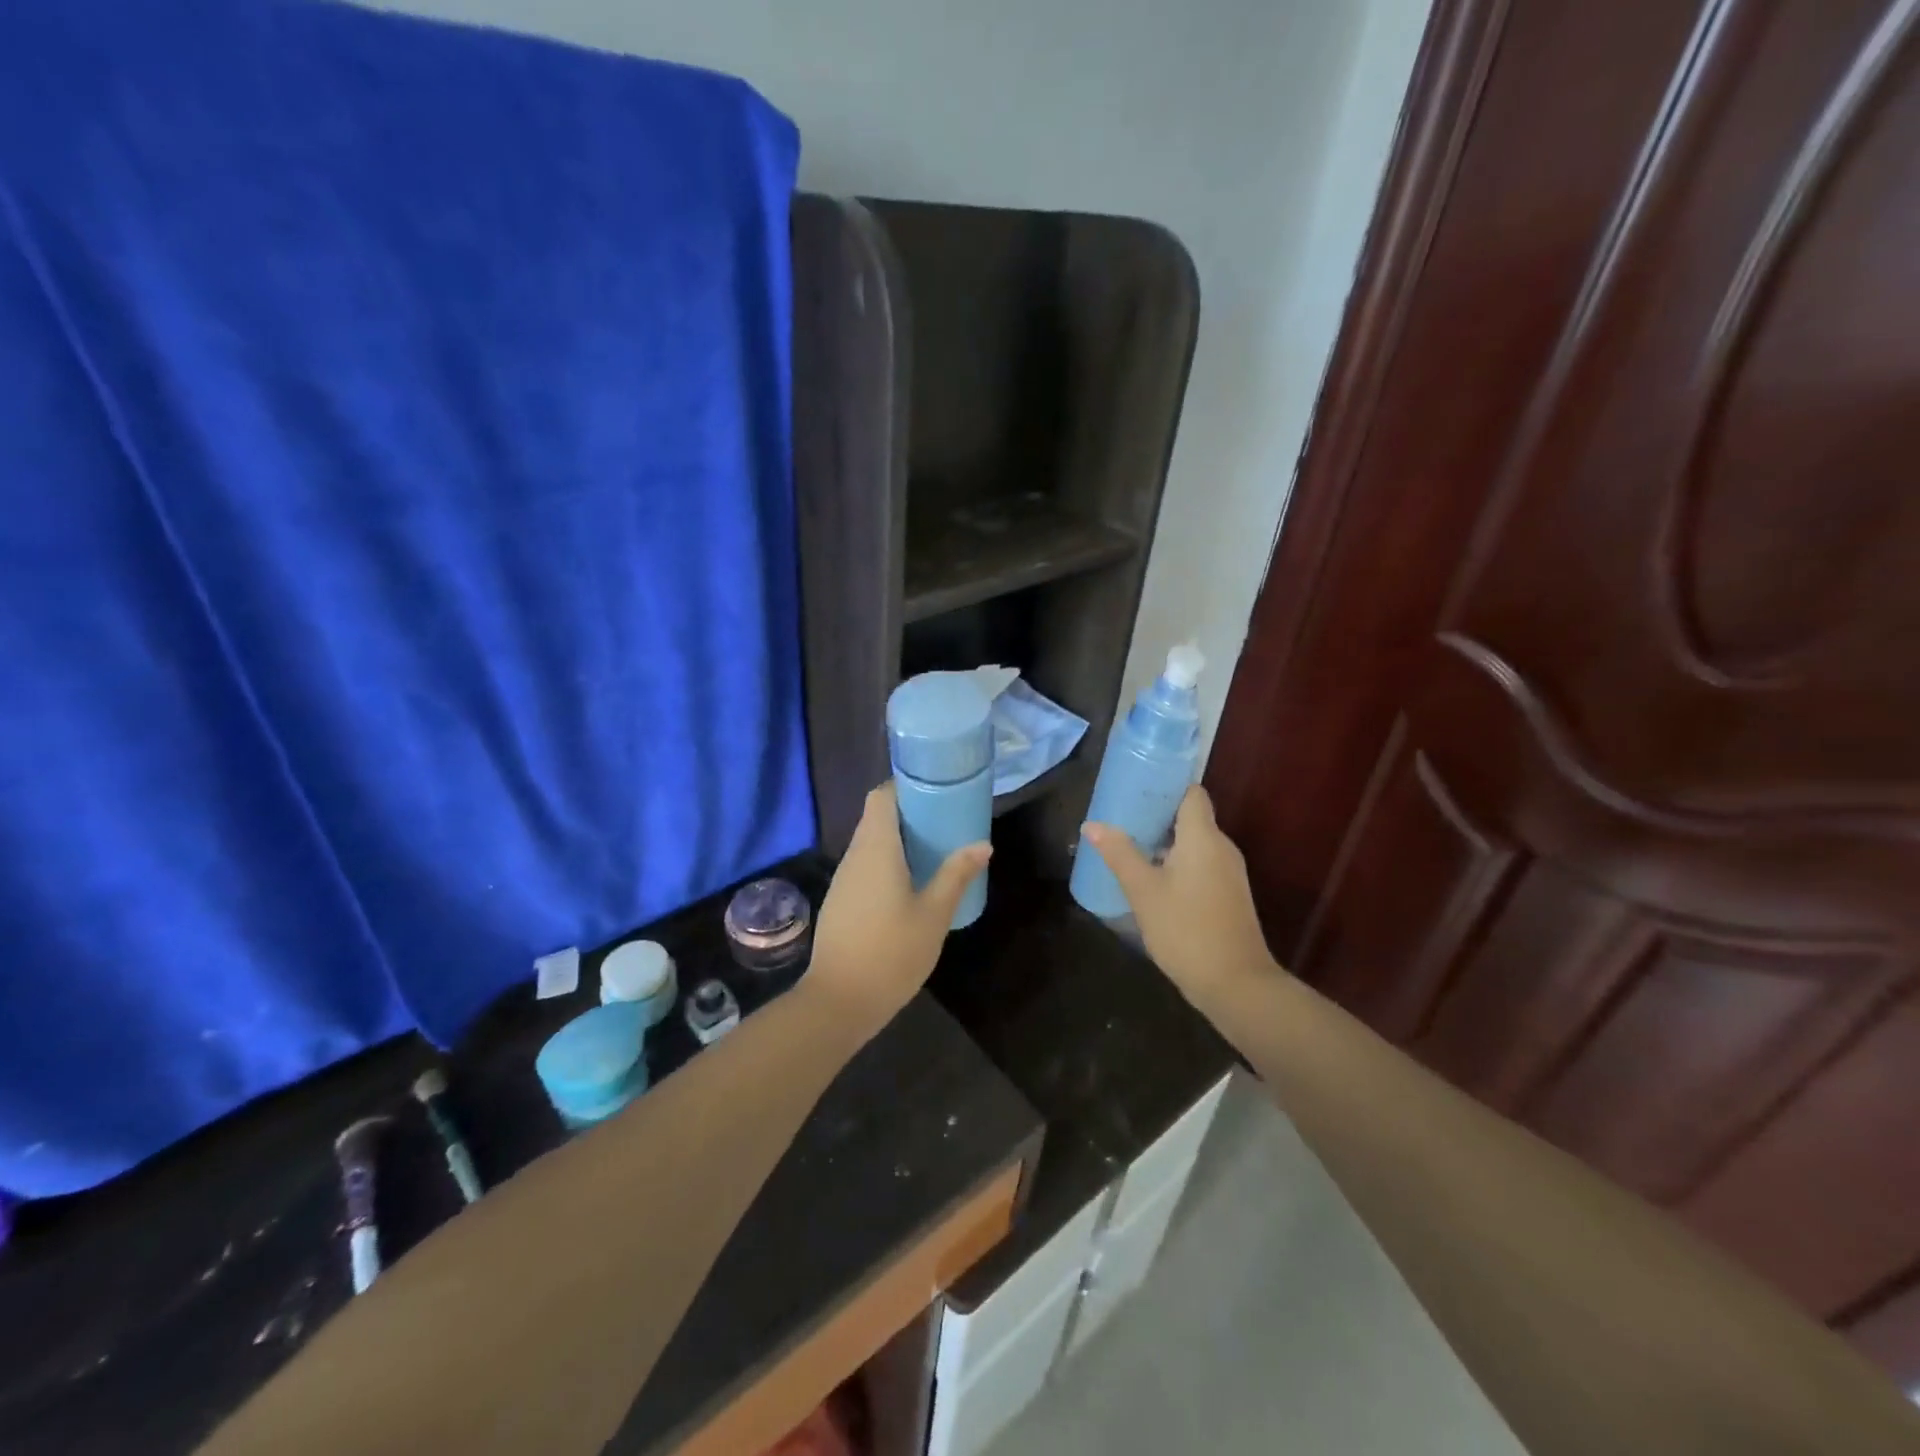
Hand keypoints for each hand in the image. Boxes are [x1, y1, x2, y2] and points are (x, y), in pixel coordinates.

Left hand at [806, 783, 990, 1029]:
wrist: (839, 1001)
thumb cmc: (891, 951)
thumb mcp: (934, 913)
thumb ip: (956, 875)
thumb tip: (982, 844)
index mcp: (876, 848)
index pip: (881, 796)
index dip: (905, 786)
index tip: (935, 791)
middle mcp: (854, 855)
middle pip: (876, 817)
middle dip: (908, 813)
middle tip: (944, 821)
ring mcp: (843, 879)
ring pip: (869, 843)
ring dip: (898, 840)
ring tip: (933, 850)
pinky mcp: (840, 901)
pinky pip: (864, 866)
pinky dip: (886, 863)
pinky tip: (910, 884)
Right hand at [1083, 786, 1277, 1002]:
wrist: (1235, 984)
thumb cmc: (1186, 929)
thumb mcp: (1144, 891)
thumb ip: (1119, 854)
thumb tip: (1092, 824)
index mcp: (1204, 837)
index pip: (1191, 793)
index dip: (1165, 786)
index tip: (1136, 788)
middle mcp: (1222, 848)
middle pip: (1190, 817)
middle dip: (1157, 815)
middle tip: (1121, 818)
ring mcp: (1228, 873)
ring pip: (1194, 843)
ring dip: (1164, 842)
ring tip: (1129, 845)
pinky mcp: (1227, 895)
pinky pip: (1200, 864)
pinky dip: (1176, 863)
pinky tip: (1150, 878)